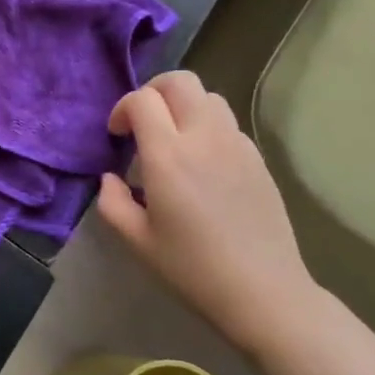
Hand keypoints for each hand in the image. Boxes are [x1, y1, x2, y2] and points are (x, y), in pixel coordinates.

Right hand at [97, 71, 320, 358]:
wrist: (264, 293)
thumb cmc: (193, 269)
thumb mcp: (138, 242)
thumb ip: (112, 202)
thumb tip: (110, 178)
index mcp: (168, 157)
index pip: (142, 100)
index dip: (123, 109)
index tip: (117, 135)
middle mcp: (204, 139)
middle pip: (180, 82)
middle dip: (154, 91)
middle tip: (143, 121)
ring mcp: (237, 145)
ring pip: (208, 96)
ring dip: (183, 105)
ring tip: (173, 138)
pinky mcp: (258, 158)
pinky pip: (228, 123)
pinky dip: (207, 126)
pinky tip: (202, 162)